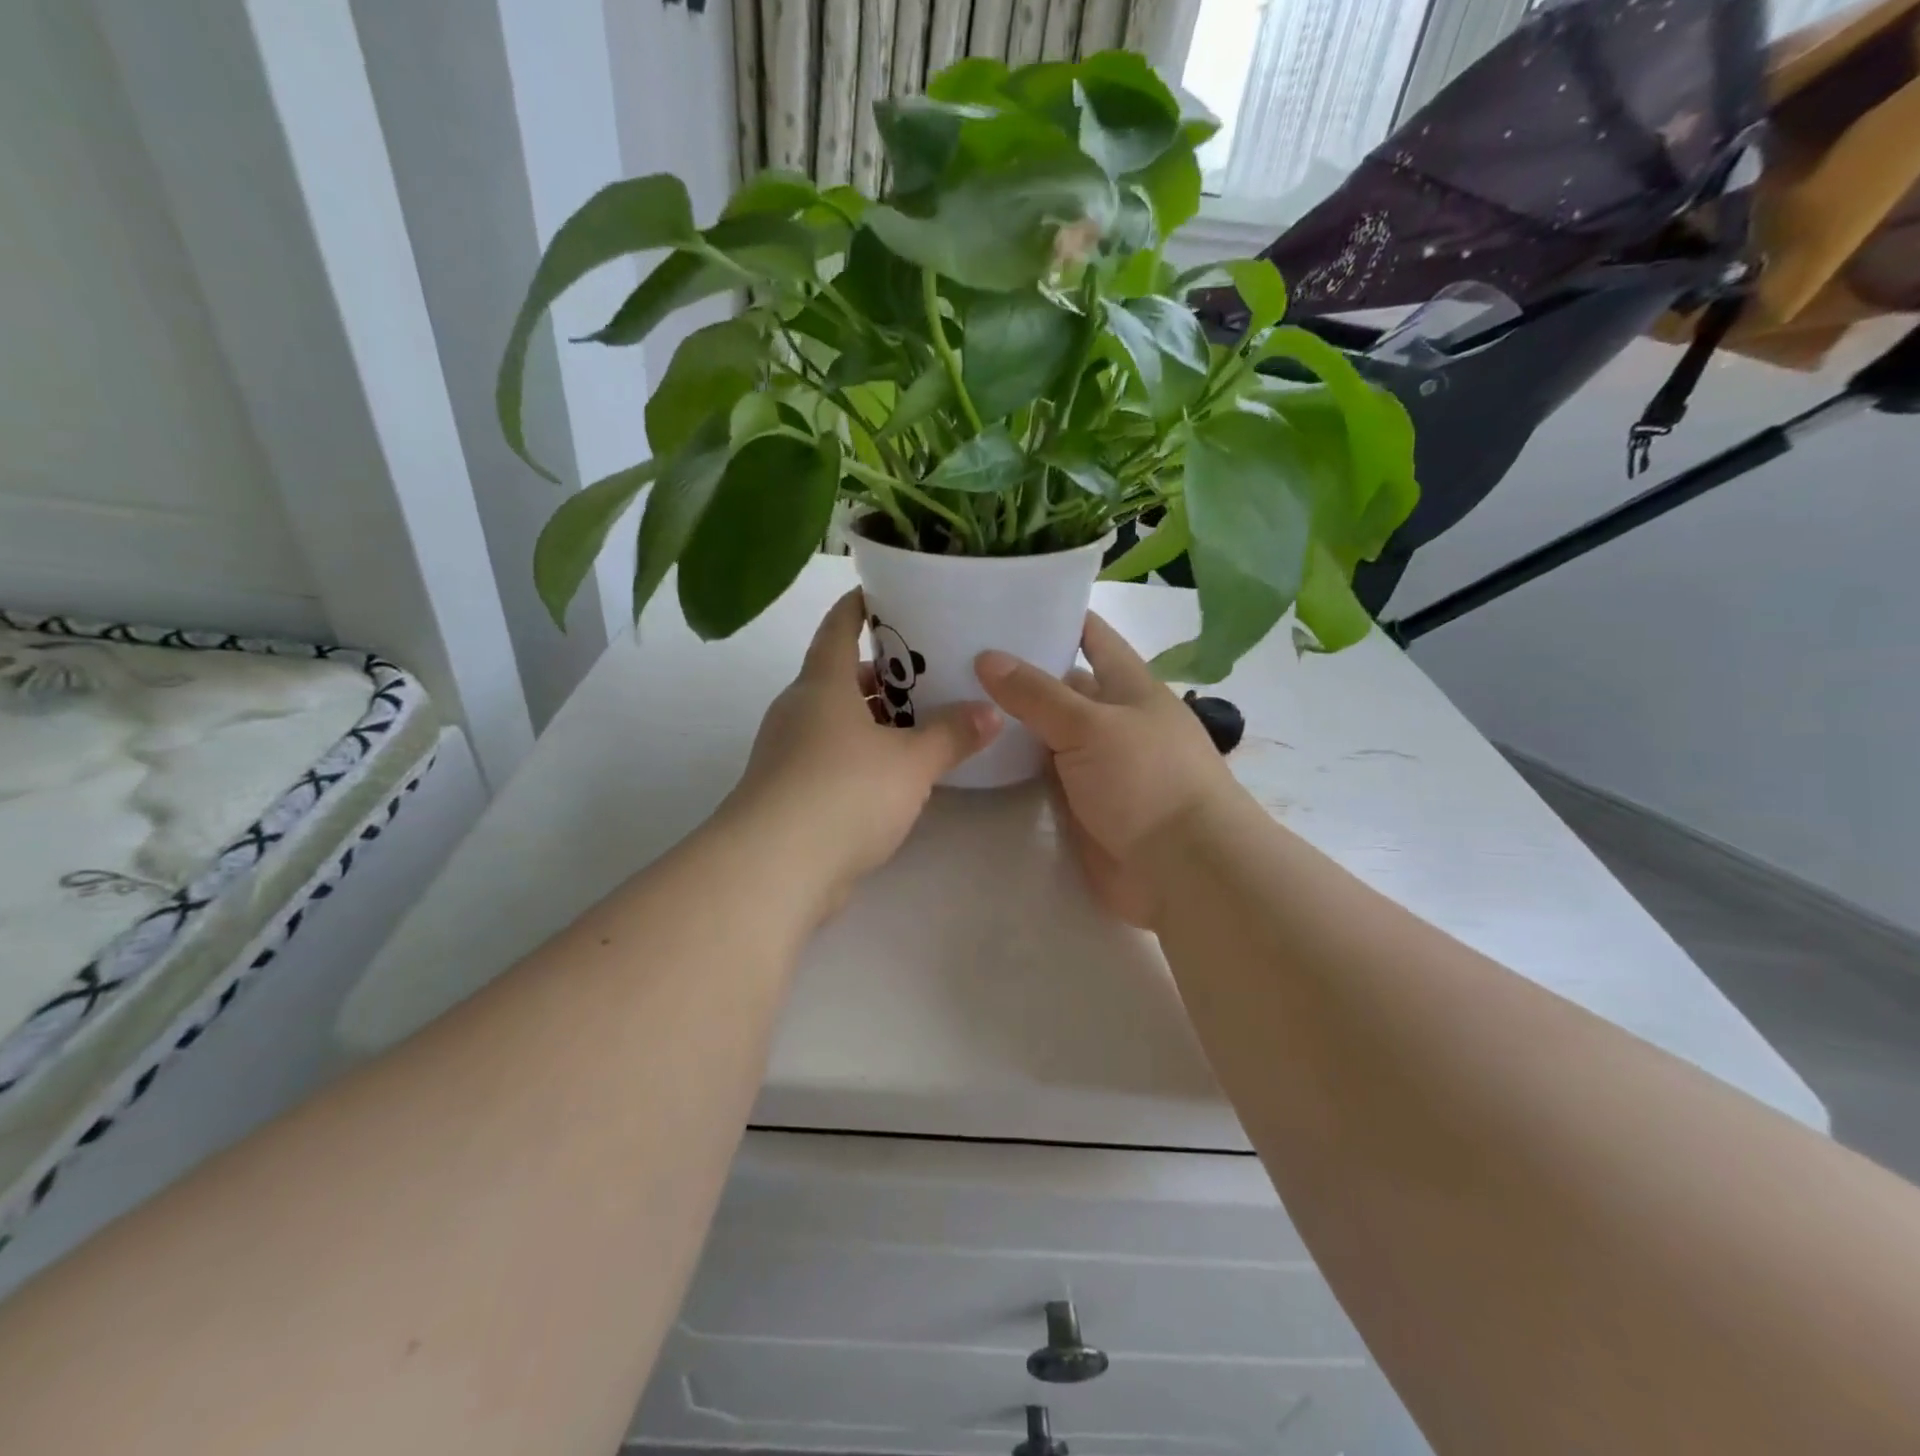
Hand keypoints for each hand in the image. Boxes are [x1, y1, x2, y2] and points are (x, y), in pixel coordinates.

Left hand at [726, 590, 1001, 912]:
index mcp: (822, 685)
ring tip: (921, 721)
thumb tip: (991, 711)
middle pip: (839, 676)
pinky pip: (831, 757)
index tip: (884, 592)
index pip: (838, 628)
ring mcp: (788, 753)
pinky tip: (895, 772)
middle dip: (880, 672)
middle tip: (927, 669)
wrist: (775, 868)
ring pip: (836, 721)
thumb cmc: (844, 792)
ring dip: (873, 718)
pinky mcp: (789, 793)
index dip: (859, 606)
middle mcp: (799, 711)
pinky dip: (861, 754)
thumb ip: (951, 735)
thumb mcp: (911, 762)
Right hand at [975, 615, 1240, 928]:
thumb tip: (986, 656)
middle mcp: (1111, 720)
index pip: (1091, 635)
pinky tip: (970, 754)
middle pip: (1059, 686)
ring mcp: (1095, 764)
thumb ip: (1037, 694)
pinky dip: (1011, 767)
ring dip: (1007, 723)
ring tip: (948, 700)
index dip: (1054, 614)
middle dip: (1015, 671)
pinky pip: (1039, 776)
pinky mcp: (1079, 804)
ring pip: (1044, 733)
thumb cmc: (1148, 780)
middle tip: (952, 654)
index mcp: (1128, 686)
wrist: (1183, 871)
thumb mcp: (1091, 726)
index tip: (1002, 599)